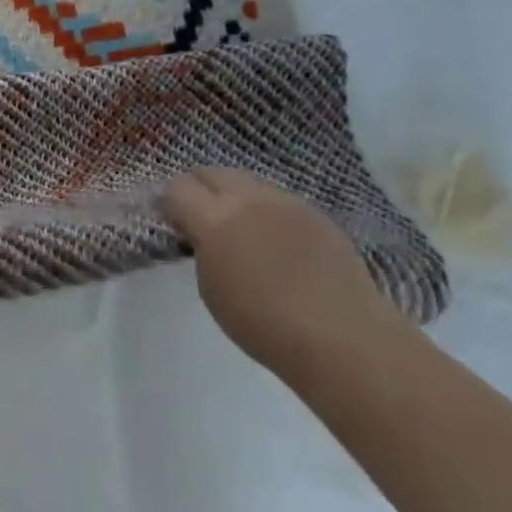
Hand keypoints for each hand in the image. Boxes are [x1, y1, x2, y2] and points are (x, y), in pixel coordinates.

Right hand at [158, 168, 403, 375]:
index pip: (177, 187)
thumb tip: (202, 233)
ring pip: (247, 182)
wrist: (343, 339)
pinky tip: (274, 241)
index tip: (169, 220)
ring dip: (233, 196)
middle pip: (212, 172)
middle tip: (197, 216)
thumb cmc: (262, 323)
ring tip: (238, 227)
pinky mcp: (318, 214)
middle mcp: (249, 200)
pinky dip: (266, 211)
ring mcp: (288, 203)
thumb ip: (201, 248)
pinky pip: (279, 200)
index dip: (168, 201)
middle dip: (198, 188)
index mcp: (215, 219)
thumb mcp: (210, 286)